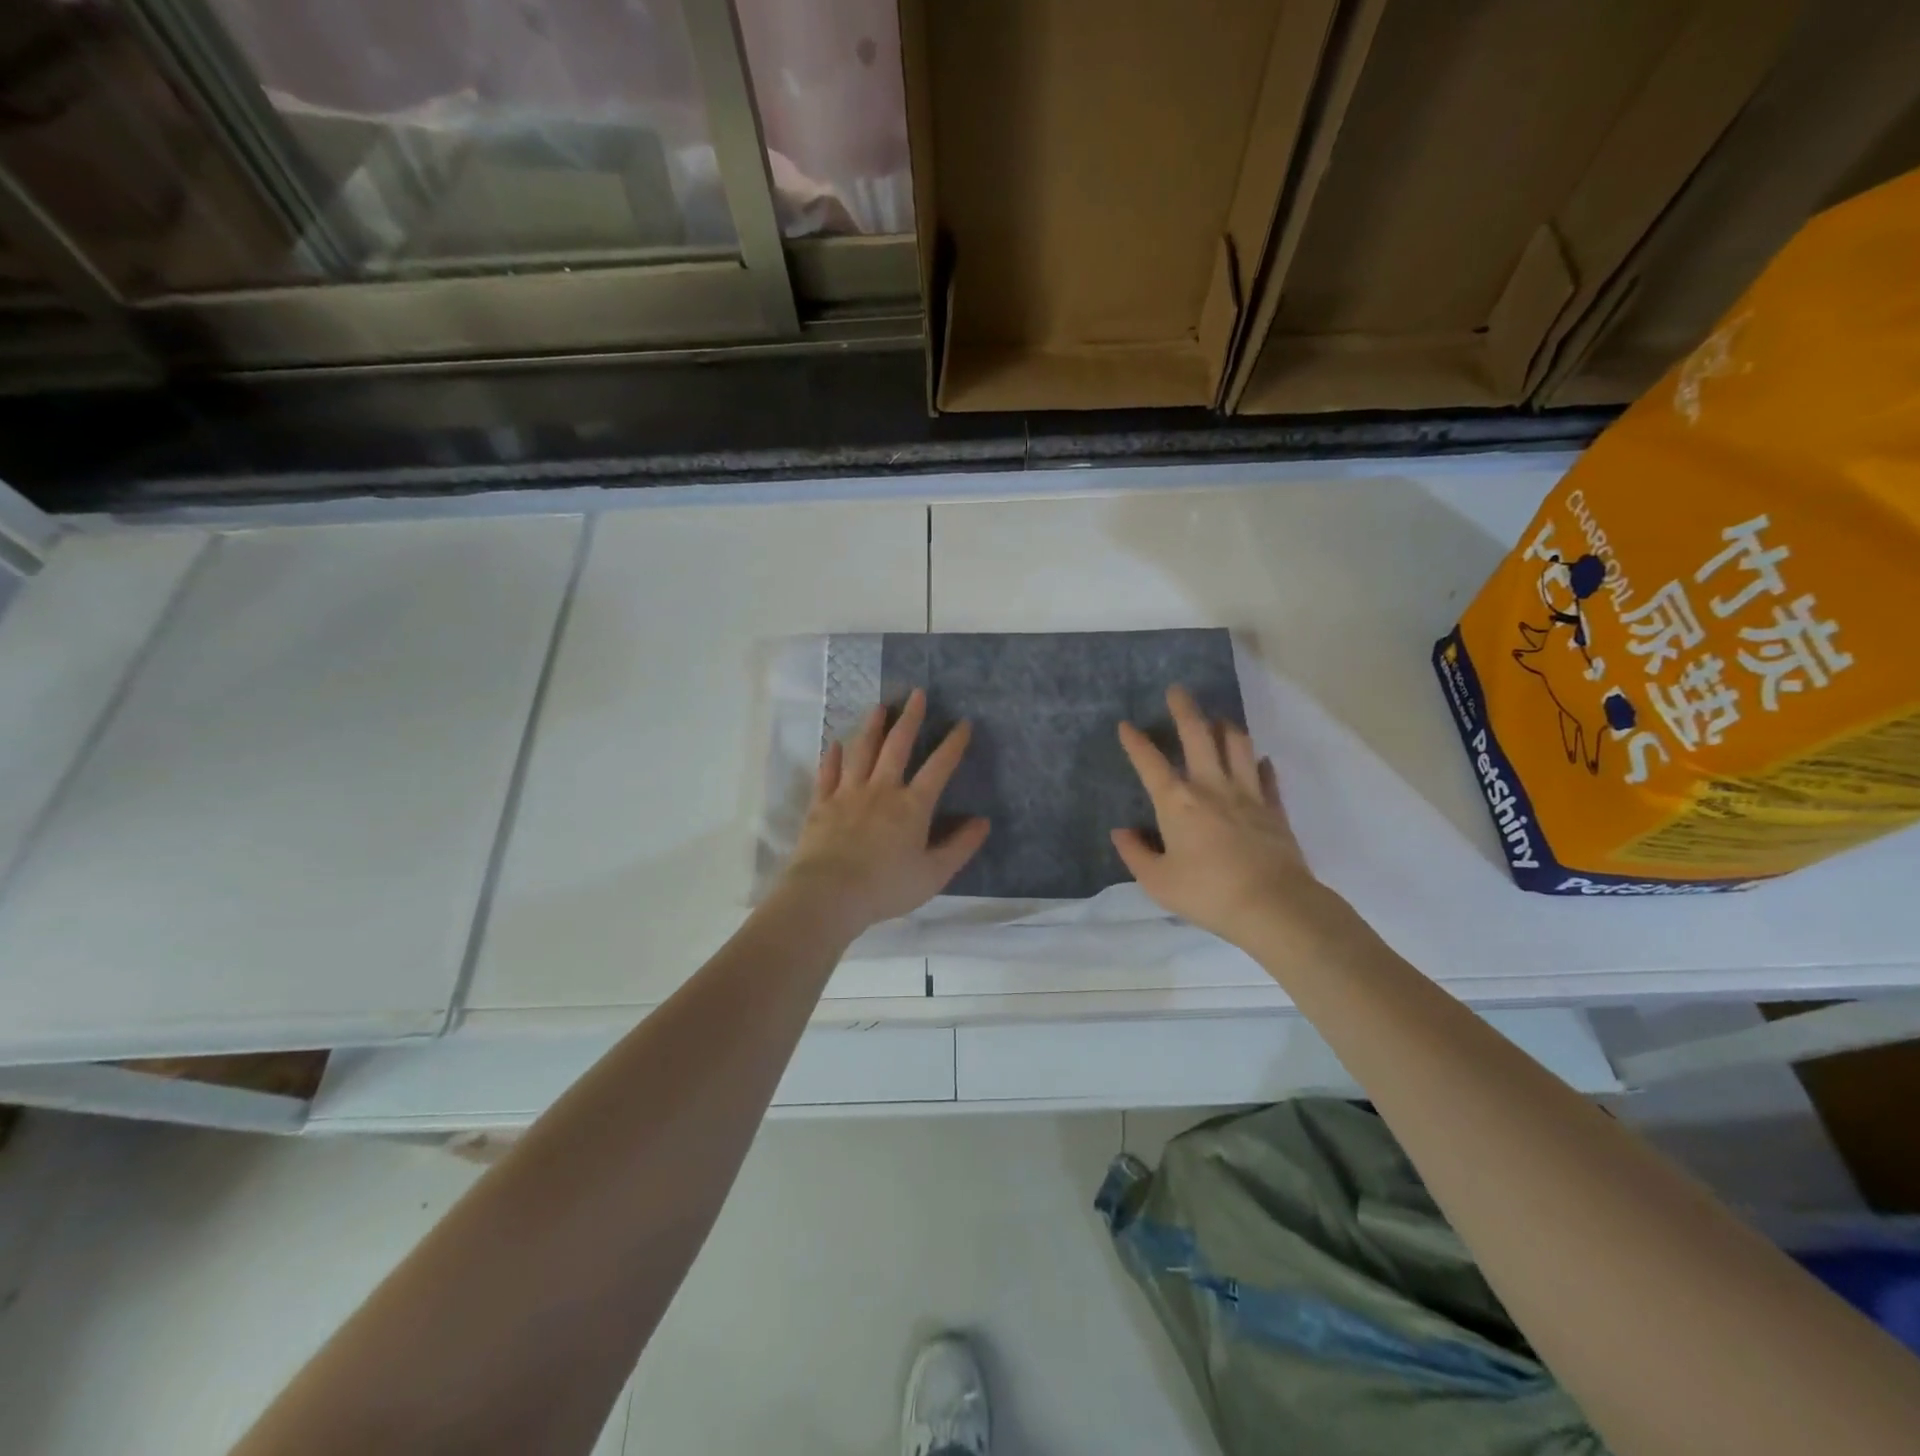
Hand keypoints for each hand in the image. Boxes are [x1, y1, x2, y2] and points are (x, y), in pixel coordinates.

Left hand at [778, 688, 989, 937]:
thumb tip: (983, 822)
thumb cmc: (886, 887)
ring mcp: (849, 794)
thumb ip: (960, 846)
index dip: (953, 744)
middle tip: (917, 694)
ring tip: (879, 706)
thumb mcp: (934, 874)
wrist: (829, 894)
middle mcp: (882, 790)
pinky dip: (833, 757)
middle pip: (897, 747)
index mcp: (912, 806)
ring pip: (862, 751)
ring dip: (872, 727)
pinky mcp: (822, 804)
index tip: (963, 723)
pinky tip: (835, 744)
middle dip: (910, 719)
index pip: (938, 768)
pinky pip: (828, 773)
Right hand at [1112, 685, 1342, 949]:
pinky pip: (1266, 777)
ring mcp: (1247, 794)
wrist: (1273, 906)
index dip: (1135, 742)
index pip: (1150, 763)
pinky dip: (1259, 764)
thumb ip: (1135, 853)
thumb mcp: (1157, 882)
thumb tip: (1121, 832)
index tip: (1126, 725)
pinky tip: (1258, 760)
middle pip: (1198, 735)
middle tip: (1177, 690)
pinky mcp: (1274, 809)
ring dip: (1225, 727)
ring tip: (1217, 719)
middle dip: (1184, 709)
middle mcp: (1211, 787)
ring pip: (1237, 745)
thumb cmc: (1207, 893)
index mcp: (1177, 802)